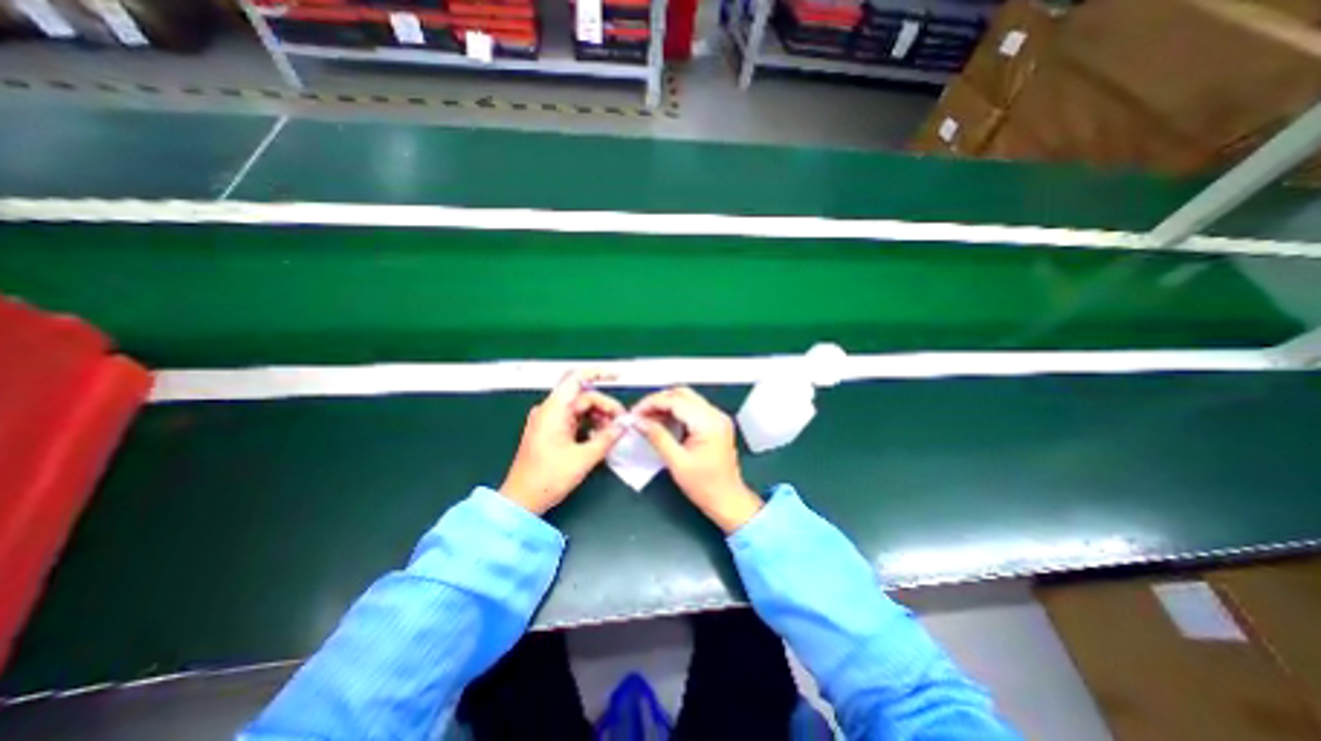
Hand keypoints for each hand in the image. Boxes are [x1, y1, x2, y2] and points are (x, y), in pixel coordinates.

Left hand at [505, 371, 624, 515]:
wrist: (521, 500)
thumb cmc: (548, 478)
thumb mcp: (583, 458)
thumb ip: (607, 438)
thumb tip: (625, 425)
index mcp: (554, 410)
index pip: (576, 379)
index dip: (598, 374)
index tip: (617, 377)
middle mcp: (550, 410)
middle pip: (583, 396)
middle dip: (605, 405)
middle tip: (622, 422)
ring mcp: (549, 420)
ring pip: (580, 408)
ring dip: (598, 416)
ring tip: (613, 432)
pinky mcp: (551, 431)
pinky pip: (574, 420)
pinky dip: (589, 424)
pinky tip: (600, 437)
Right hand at [631, 387, 763, 532]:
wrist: (728, 500)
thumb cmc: (705, 486)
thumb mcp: (677, 463)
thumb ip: (658, 437)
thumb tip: (639, 422)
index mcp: (708, 423)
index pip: (676, 400)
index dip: (652, 403)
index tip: (635, 413)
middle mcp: (716, 415)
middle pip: (682, 394)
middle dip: (658, 401)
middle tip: (640, 414)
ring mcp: (717, 418)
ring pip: (687, 398)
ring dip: (666, 405)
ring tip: (648, 418)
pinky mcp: (715, 423)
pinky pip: (692, 408)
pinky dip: (675, 411)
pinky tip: (662, 422)